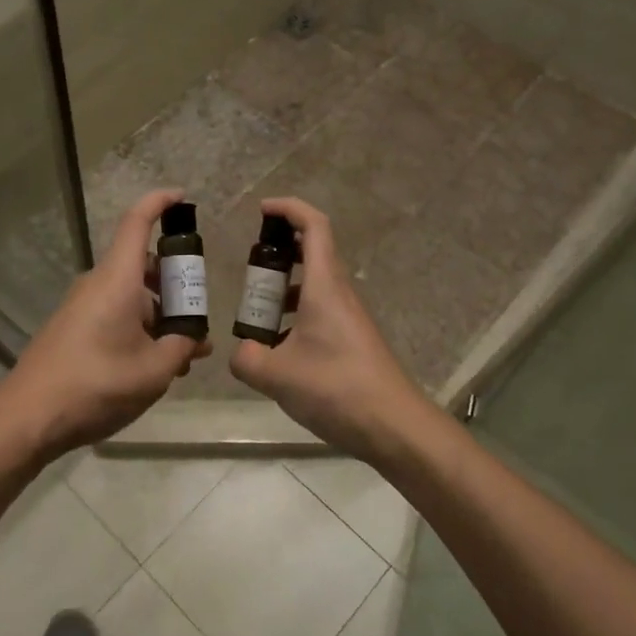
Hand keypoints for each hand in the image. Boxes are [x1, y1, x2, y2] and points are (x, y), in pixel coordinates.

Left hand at [0, 189, 208, 462]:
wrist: (28, 416)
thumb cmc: (96, 385)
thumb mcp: (154, 371)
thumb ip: (181, 348)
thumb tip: (194, 339)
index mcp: (117, 280)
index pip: (137, 223)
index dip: (160, 203)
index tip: (183, 197)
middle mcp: (98, 284)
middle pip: (142, 266)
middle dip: (175, 286)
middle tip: (200, 318)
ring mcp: (82, 306)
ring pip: (131, 296)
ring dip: (160, 316)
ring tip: (184, 355)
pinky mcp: (73, 328)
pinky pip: (115, 315)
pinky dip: (139, 328)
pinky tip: (154, 365)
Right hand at [230, 197, 432, 463]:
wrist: (394, 427)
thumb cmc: (336, 388)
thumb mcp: (276, 375)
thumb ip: (247, 358)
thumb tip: (241, 352)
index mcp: (325, 286)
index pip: (313, 226)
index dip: (288, 209)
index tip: (262, 210)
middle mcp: (340, 294)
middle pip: (312, 252)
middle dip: (278, 251)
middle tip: (249, 268)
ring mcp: (348, 318)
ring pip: (314, 285)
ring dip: (284, 288)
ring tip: (255, 311)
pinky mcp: (351, 341)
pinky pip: (319, 312)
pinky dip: (294, 316)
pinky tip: (277, 348)